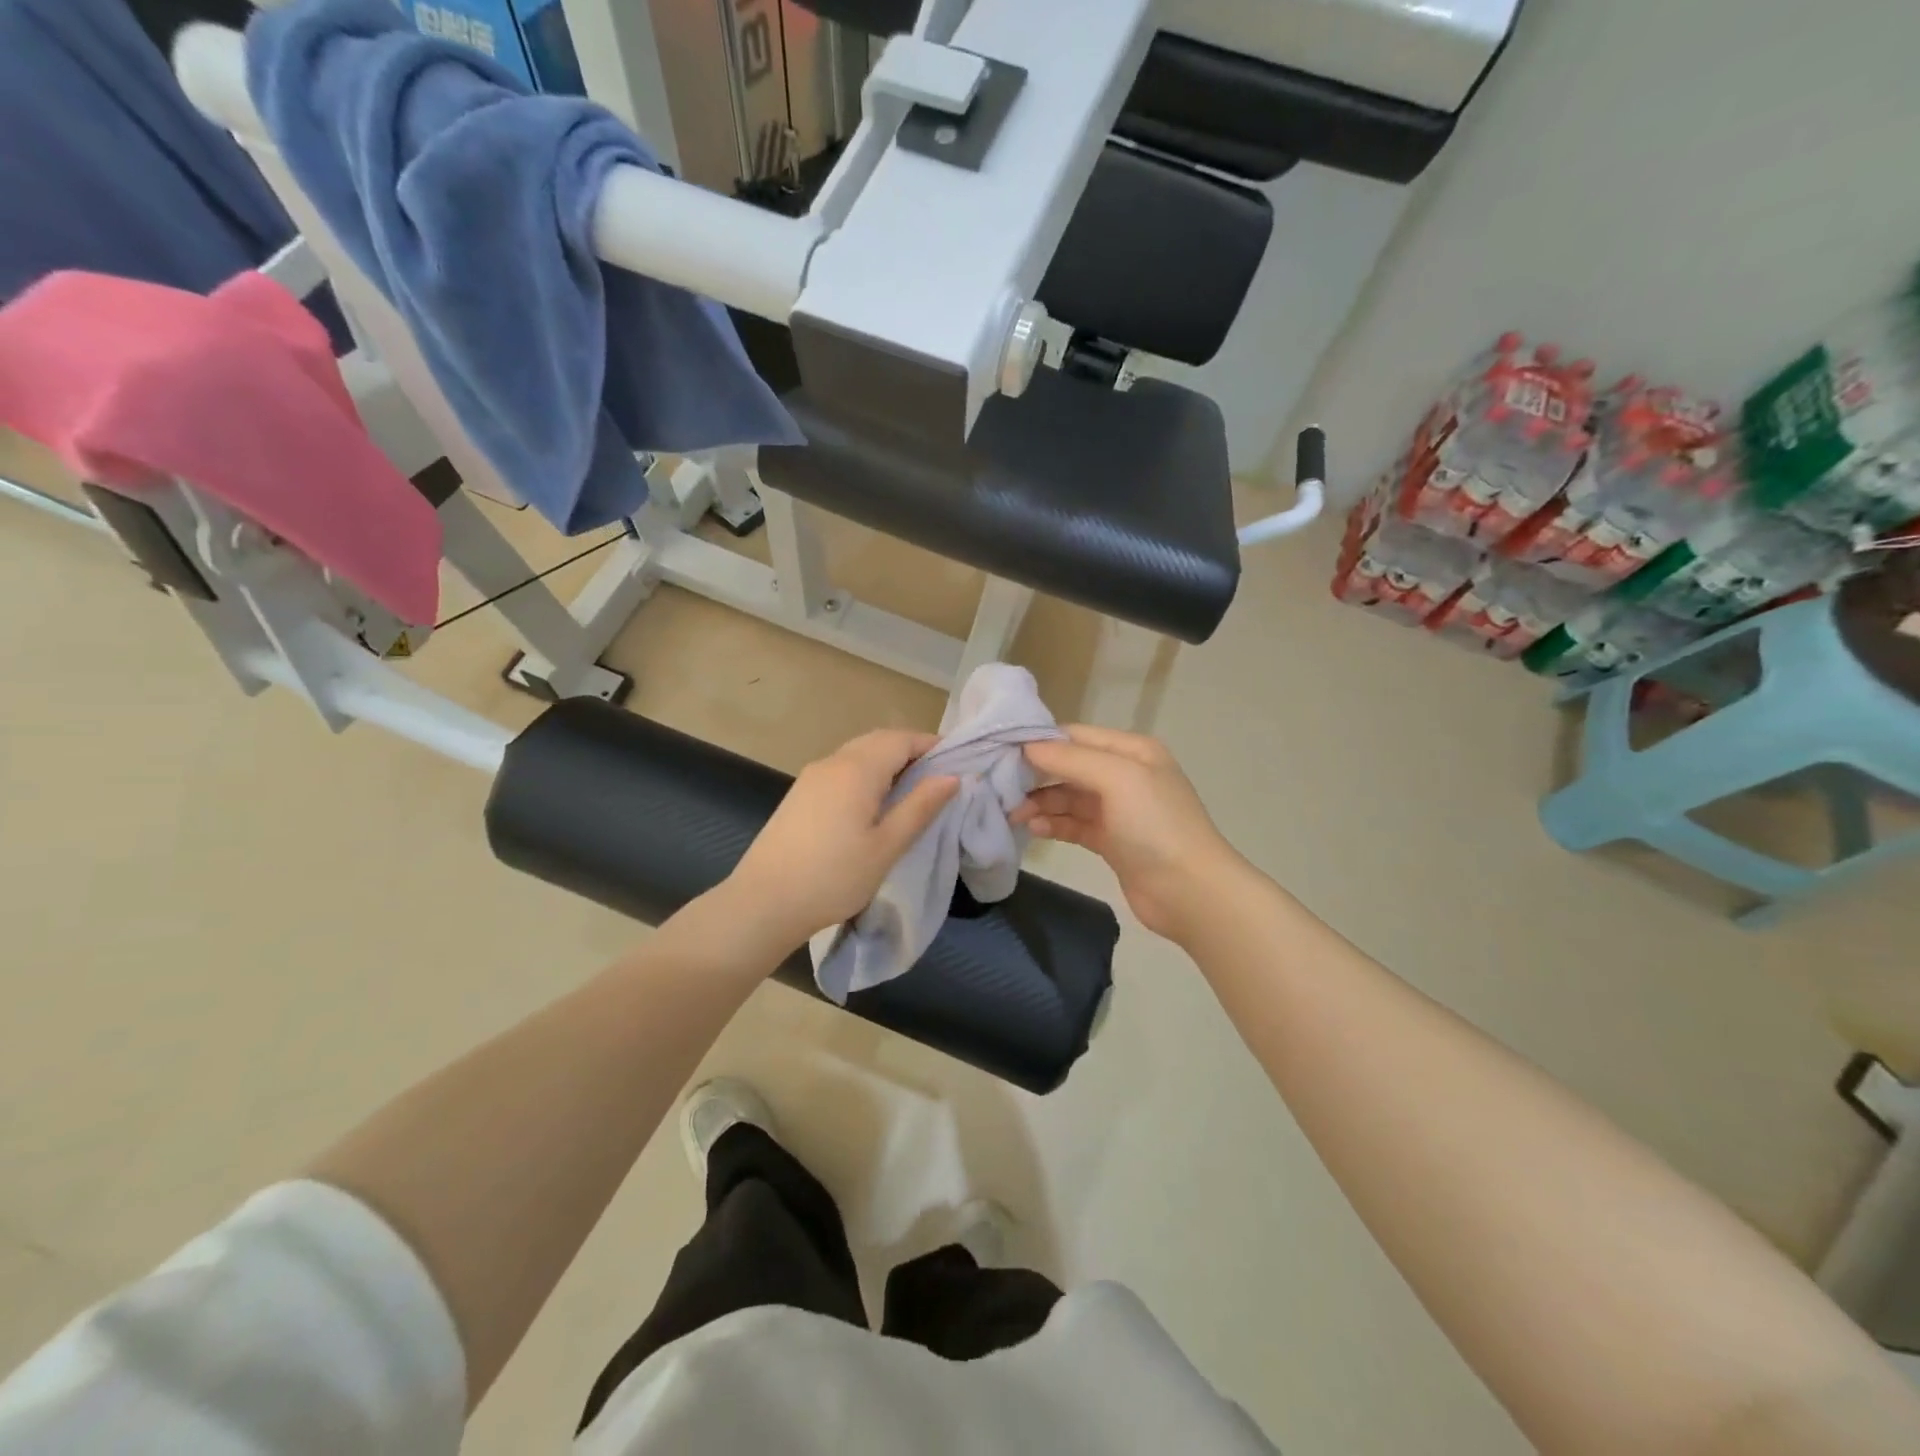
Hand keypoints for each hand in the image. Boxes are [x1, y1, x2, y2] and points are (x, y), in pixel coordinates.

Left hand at [725, 729, 958, 956]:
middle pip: (879, 741)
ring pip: (858, 754)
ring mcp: (811, 777)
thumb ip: (920, 807)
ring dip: (887, 763)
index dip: (932, 745)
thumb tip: (952, 777)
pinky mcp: (800, 794)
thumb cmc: (833, 877)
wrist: (763, 903)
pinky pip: (841, 770)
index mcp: (857, 769)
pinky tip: (873, 805)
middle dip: (911, 751)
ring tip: (911, 793)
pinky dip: (866, 775)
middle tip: (938, 779)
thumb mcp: (887, 846)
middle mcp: (833, 762)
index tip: (958, 763)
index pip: (902, 739)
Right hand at [1014, 724, 1243, 944]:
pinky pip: (1073, 824)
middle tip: (1000, 786)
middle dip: (1036, 775)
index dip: (1041, 742)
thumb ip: (1071, 760)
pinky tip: (1033, 828)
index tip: (1002, 751)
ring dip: (1040, 803)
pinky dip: (1053, 824)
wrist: (1190, 891)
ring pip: (1068, 798)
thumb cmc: (1156, 825)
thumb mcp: (1117, 779)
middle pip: (1069, 767)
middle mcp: (1125, 775)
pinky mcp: (1111, 841)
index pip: (1076, 736)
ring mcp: (1118, 810)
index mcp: (1132, 751)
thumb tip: (1027, 747)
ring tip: (1013, 814)